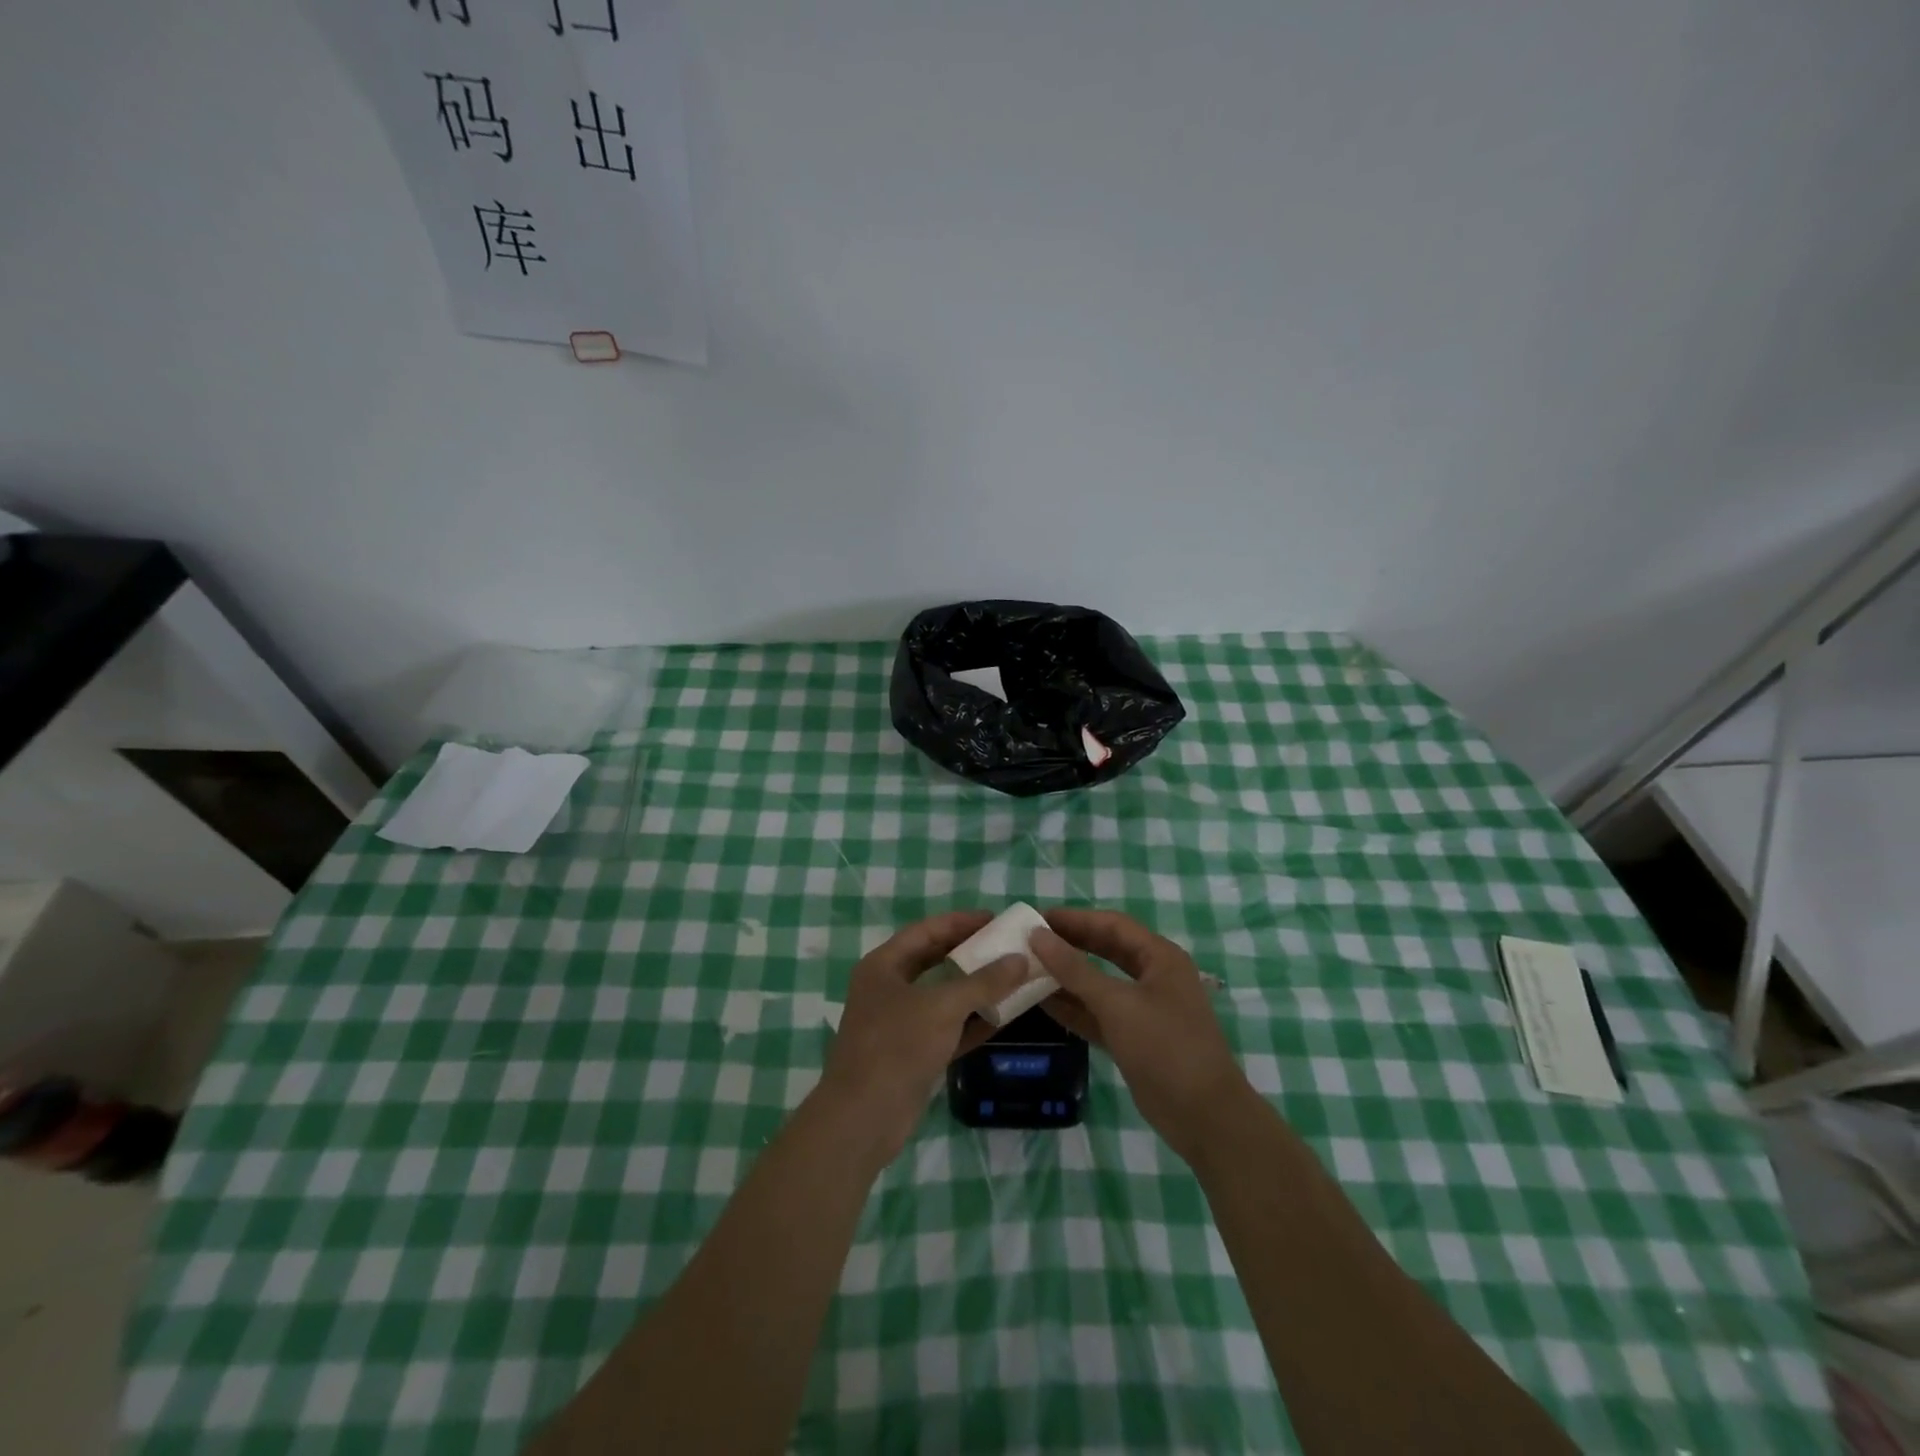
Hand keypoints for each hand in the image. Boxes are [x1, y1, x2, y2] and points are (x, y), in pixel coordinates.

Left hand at [819, 911, 1029, 1166]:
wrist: (863, 1118)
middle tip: (1004, 946)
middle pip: (933, 960)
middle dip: (968, 953)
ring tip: (1010, 978)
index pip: (926, 931)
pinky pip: (946, 1027)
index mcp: (883, 965)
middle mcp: (888, 988)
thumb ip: (983, 982)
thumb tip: (1020, 959)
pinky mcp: (911, 1053)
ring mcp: (898, 1022)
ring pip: (941, 995)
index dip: (959, 922)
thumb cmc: (897, 1046)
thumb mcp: (943, 1007)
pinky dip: (970, 1022)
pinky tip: (1001, 1018)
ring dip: (973, 988)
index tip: (994, 919)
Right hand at [1034, 908, 1251, 1164]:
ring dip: (1067, 977)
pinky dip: (1073, 1008)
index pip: (1112, 924)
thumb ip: (1075, 970)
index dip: (1075, 918)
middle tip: (1030, 941)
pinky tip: (1042, 1003)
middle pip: (1105, 950)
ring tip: (1028, 968)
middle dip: (1069, 944)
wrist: (1204, 1117)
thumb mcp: (1117, 1004)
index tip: (1037, 918)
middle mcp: (1153, 977)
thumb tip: (1038, 935)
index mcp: (1160, 957)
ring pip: (1099, 983)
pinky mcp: (1134, 1038)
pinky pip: (1097, 1013)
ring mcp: (1144, 1009)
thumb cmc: (1165, 1048)